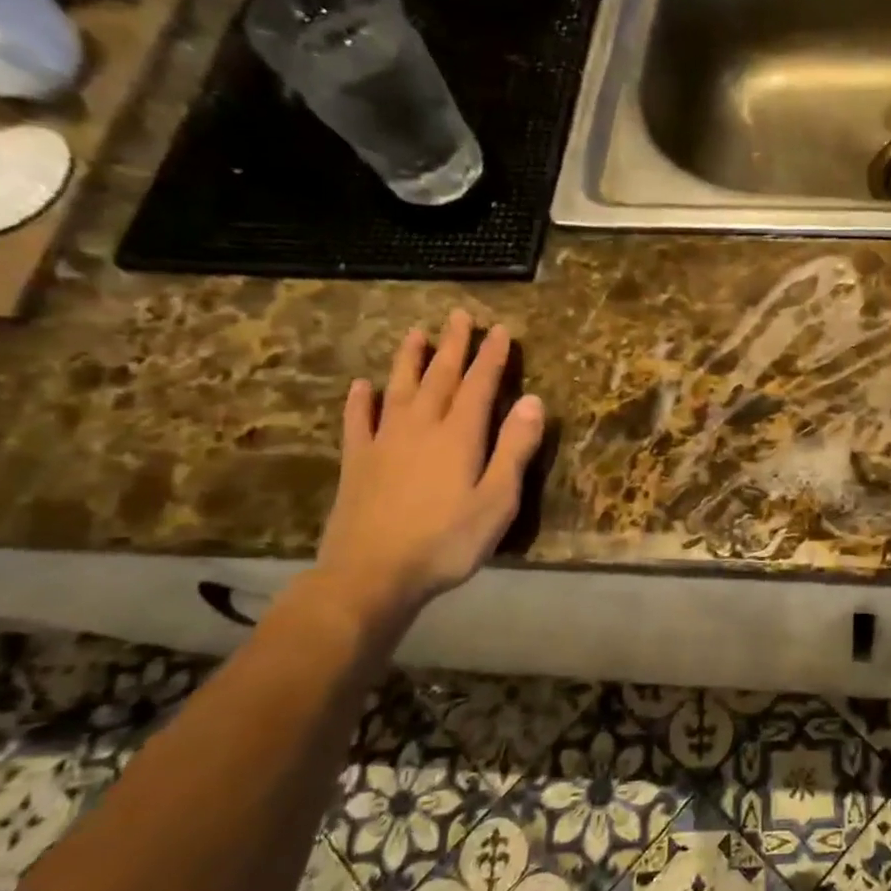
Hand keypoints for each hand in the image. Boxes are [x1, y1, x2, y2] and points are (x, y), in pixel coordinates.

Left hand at [316, 310, 544, 622]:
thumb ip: (514, 448)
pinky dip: (361, 400)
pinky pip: (359, 421)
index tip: (500, 330)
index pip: (479, 385)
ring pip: (399, 389)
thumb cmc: (447, 541)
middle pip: (439, 377)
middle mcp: (421, 427)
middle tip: (459, 316)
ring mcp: (384, 443)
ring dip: (409, 360)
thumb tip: (532, 401)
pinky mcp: (358, 463)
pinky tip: (362, 386)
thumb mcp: (498, 500)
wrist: (372, 574)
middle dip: (452, 346)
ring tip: (415, 333)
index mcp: (459, 436)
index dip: (491, 357)